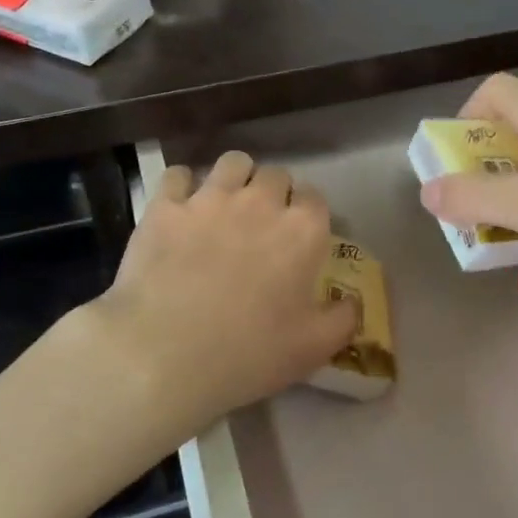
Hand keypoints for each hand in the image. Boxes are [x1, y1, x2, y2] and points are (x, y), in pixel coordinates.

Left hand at [86, 151, 357, 432]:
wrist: (166, 354)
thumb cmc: (249, 354)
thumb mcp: (313, 349)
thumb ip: (343, 319)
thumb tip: (352, 301)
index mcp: (302, 231)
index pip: (315, 198)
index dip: (307, 214)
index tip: (298, 236)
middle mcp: (260, 202)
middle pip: (276, 175)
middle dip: (273, 194)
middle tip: (261, 226)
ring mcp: (210, 199)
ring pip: (232, 162)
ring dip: (235, 179)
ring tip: (225, 205)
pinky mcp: (165, 206)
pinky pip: (177, 175)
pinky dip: (182, 187)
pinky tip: (180, 208)